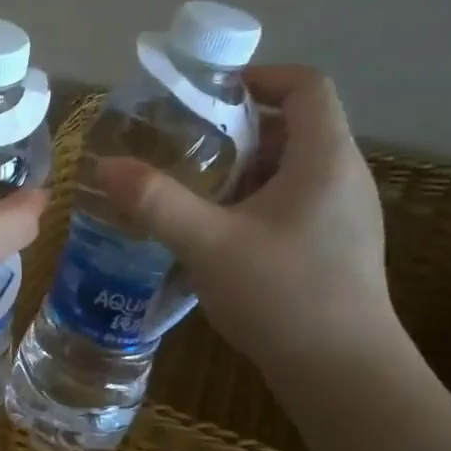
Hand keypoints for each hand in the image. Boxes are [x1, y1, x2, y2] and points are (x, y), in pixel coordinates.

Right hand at [97, 65, 398, 374]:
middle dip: (237, 127)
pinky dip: (256, 200)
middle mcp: (344, 177)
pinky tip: (219, 233)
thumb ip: (156, 201)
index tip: (208, 93)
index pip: (306, 86)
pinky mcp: (337, 248)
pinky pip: (295, 201)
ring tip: (194, 186)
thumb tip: (105, 165)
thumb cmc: (282, 295)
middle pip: (295, 126)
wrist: (344, 375)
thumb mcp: (208, 244)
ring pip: (293, 168)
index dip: (259, 76)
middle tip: (185, 143)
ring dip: (244, 167)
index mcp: (324, 159)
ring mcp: (345, 216)